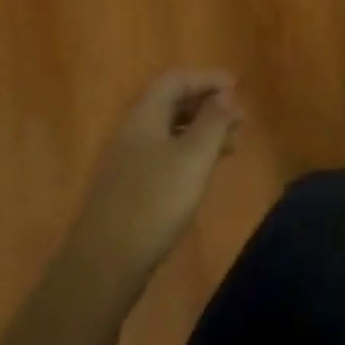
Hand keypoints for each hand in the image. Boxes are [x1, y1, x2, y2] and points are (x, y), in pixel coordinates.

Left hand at [82, 70, 241, 290]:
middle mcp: (133, 131)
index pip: (177, 79)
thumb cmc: (155, 202)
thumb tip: (225, 95)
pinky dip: (190, 152)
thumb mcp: (194, 157)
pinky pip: (164, 154)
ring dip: (202, 130)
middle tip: (240, 120)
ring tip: (232, 146)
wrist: (104, 266)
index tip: (238, 90)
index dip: (208, 79)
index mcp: (145, 115)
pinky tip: (204, 172)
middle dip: (208, 104)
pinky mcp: (129, 188)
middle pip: (172, 102)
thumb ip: (213, 121)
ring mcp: (128, 161)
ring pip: (170, 130)